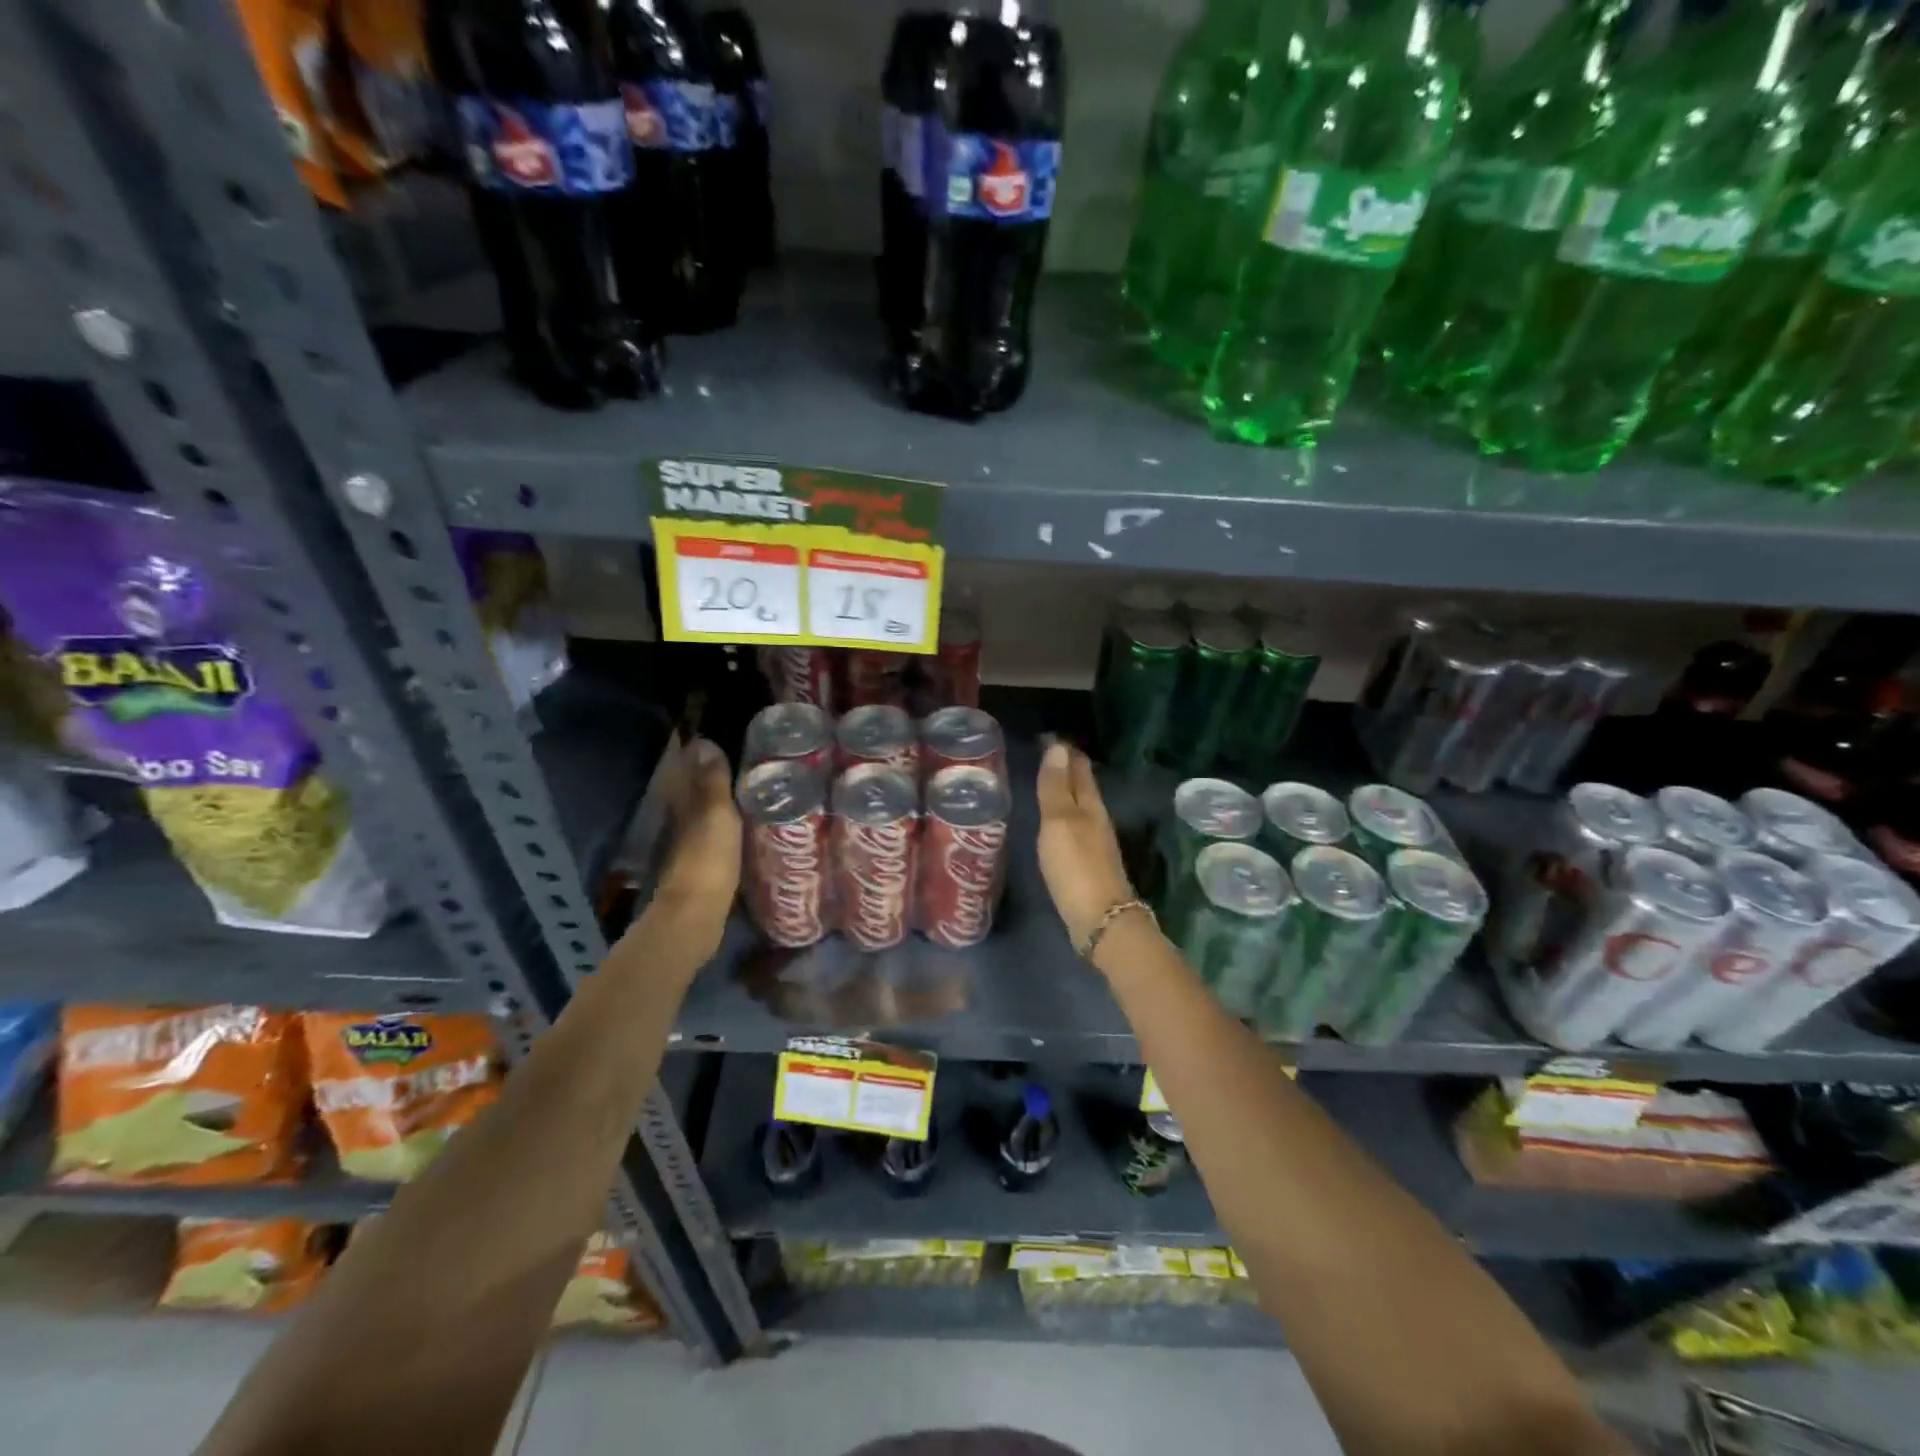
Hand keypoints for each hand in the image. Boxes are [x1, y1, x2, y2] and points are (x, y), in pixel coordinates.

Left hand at [652, 737, 741, 923]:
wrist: (695, 914)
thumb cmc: (708, 858)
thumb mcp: (717, 814)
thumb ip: (713, 781)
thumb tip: (704, 741)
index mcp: (682, 802)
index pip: (686, 768)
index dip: (700, 752)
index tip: (722, 737)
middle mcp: (679, 818)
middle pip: (693, 788)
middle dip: (711, 774)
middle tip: (742, 761)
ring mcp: (687, 843)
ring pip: (702, 811)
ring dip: (719, 800)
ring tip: (748, 789)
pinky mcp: (699, 864)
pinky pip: (711, 833)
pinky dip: (723, 825)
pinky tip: (741, 826)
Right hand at [1035, 738, 1136, 950]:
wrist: (1100, 919)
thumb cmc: (1075, 866)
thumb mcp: (1059, 822)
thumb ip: (1056, 787)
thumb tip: (1058, 747)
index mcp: (1090, 805)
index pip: (1079, 768)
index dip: (1065, 752)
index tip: (1049, 736)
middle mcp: (1097, 819)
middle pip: (1083, 786)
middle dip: (1068, 768)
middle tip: (1048, 753)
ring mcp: (1095, 843)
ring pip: (1081, 807)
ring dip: (1066, 792)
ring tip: (1049, 781)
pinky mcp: (1088, 864)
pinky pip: (1075, 828)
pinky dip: (1064, 816)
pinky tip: (1055, 822)